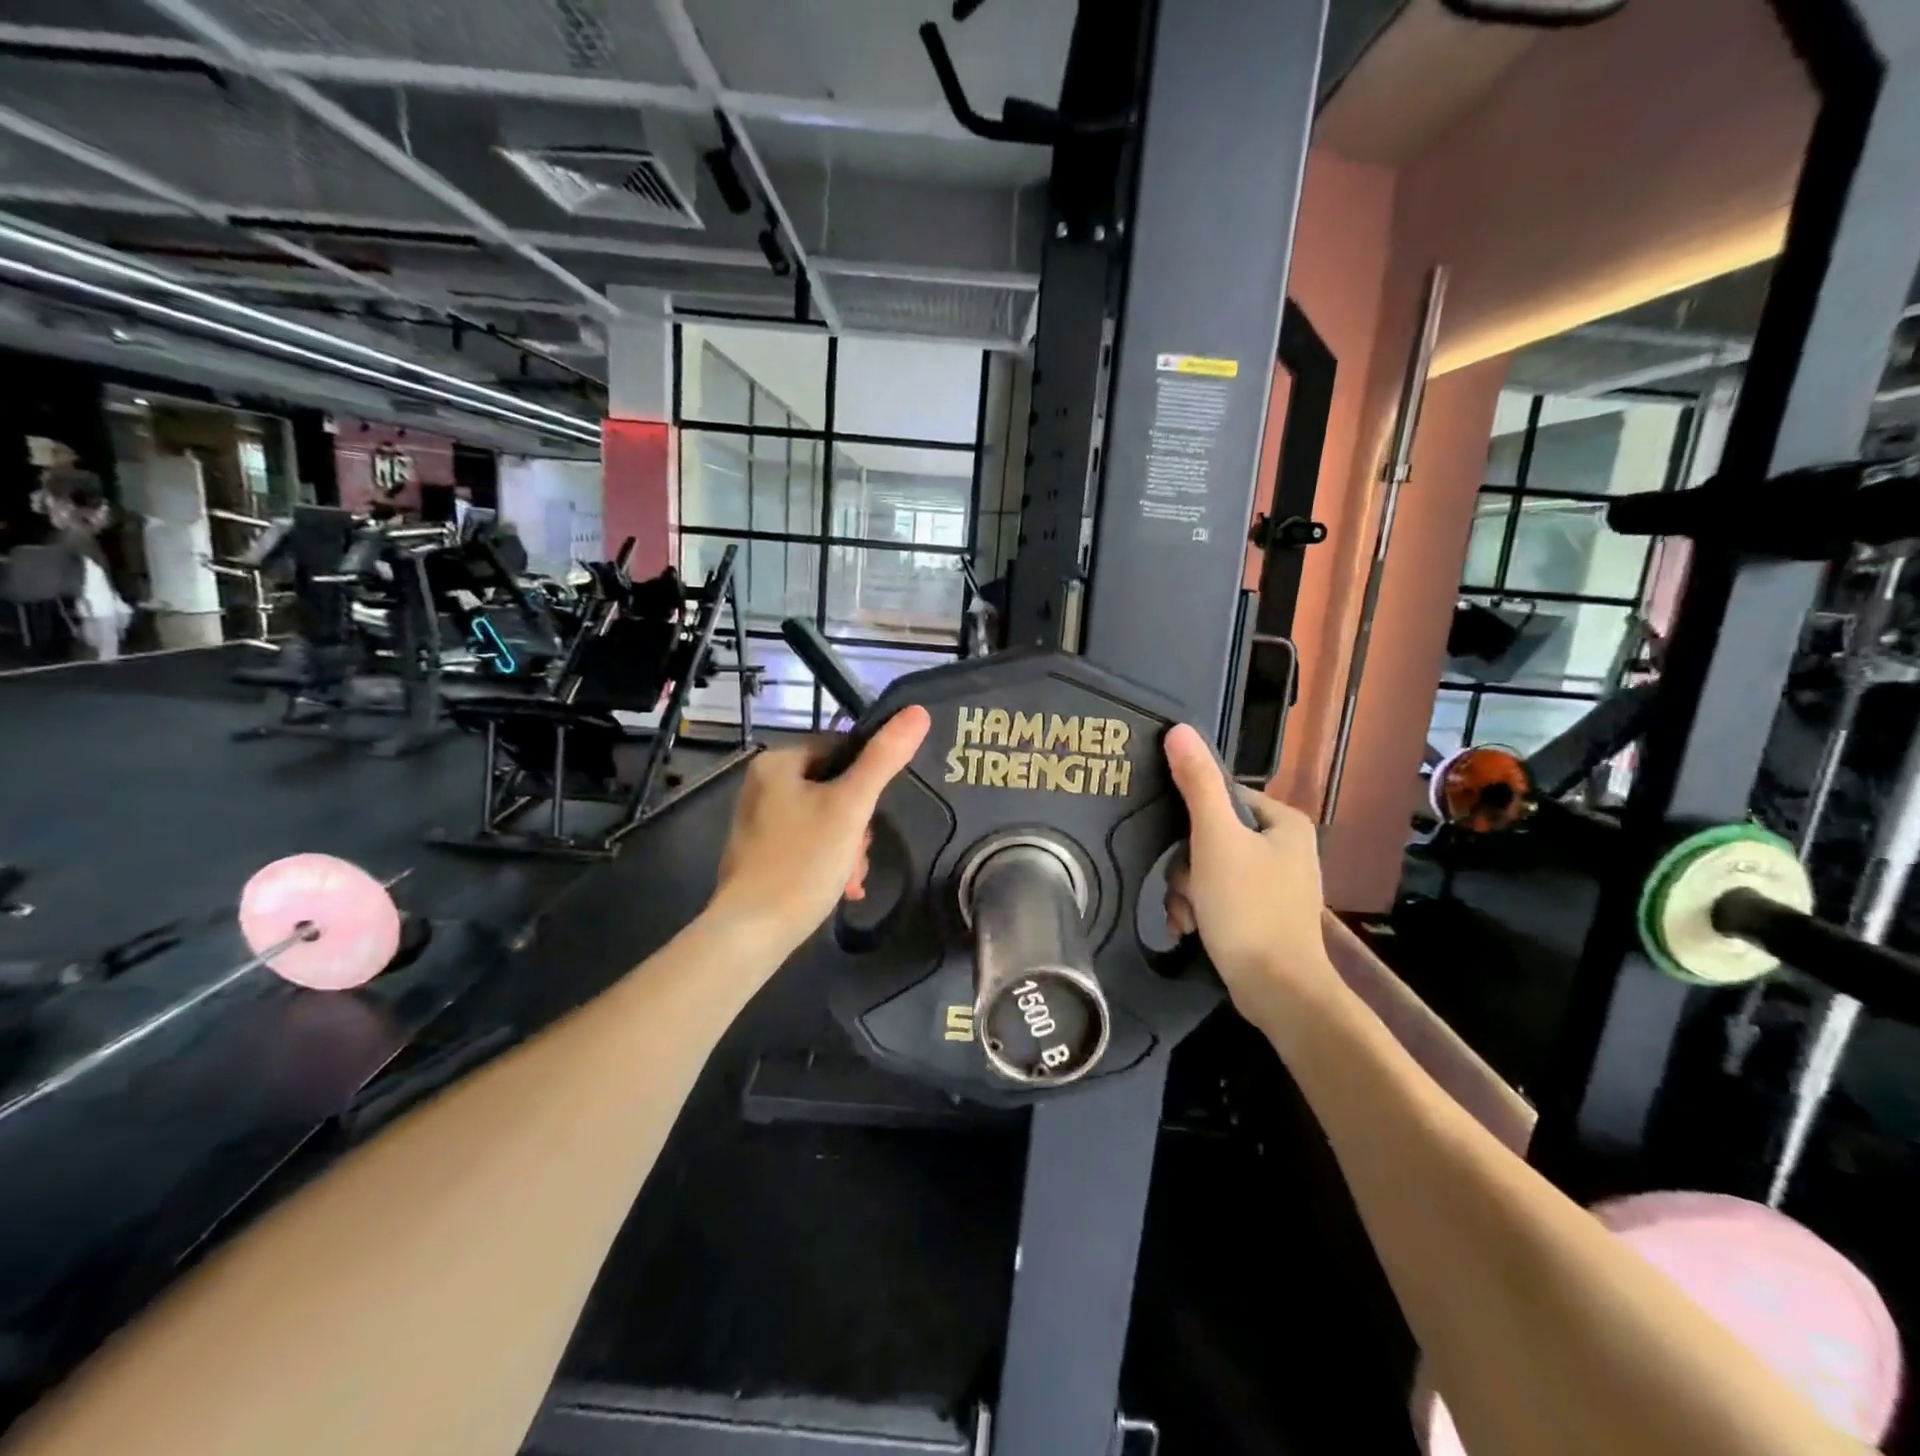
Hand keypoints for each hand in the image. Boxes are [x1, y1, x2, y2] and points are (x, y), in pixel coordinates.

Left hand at [709, 707, 931, 957]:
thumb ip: (884, 759)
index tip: (874, 817)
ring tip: (851, 880)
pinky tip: (840, 888)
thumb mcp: (851, 807)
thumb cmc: (802, 862)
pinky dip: (828, 861)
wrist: (752, 932)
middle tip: (860, 856)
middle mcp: (762, 785)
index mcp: (777, 762)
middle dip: (857, 826)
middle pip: (835, 788)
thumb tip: (917, 711)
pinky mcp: (760, 854)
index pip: (841, 750)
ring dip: (848, 847)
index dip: (867, 781)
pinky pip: (807, 843)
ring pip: (825, 819)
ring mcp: (759, 821)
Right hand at [1162, 724, 1337, 1019]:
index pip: (1221, 795)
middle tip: (1181, 890)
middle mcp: (1285, 846)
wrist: (1277, 990)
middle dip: (1185, 866)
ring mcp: (1276, 882)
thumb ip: (1197, 783)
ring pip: (1210, 867)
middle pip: (1212, 835)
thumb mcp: (1216, 839)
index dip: (1191, 818)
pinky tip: (1189, 928)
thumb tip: (1179, 729)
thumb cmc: (1248, 907)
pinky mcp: (1264, 913)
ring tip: (1184, 916)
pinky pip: (1221, 896)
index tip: (1177, 847)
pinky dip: (1200, 909)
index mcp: (1283, 821)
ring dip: (1187, 891)